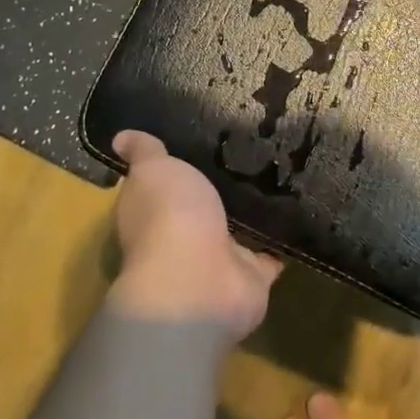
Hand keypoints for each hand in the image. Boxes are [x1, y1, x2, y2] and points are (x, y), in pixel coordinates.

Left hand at [106, 131, 281, 339]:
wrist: (200, 281)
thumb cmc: (170, 217)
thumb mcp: (154, 171)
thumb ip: (145, 154)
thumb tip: (120, 137)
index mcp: (153, 212)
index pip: (162, 186)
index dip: (175, 167)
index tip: (202, 139)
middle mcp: (183, 237)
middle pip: (203, 208)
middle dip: (221, 189)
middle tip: (252, 151)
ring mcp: (219, 258)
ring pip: (239, 230)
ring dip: (254, 212)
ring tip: (282, 173)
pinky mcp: (252, 274)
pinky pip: (271, 251)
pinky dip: (284, 238)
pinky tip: (300, 210)